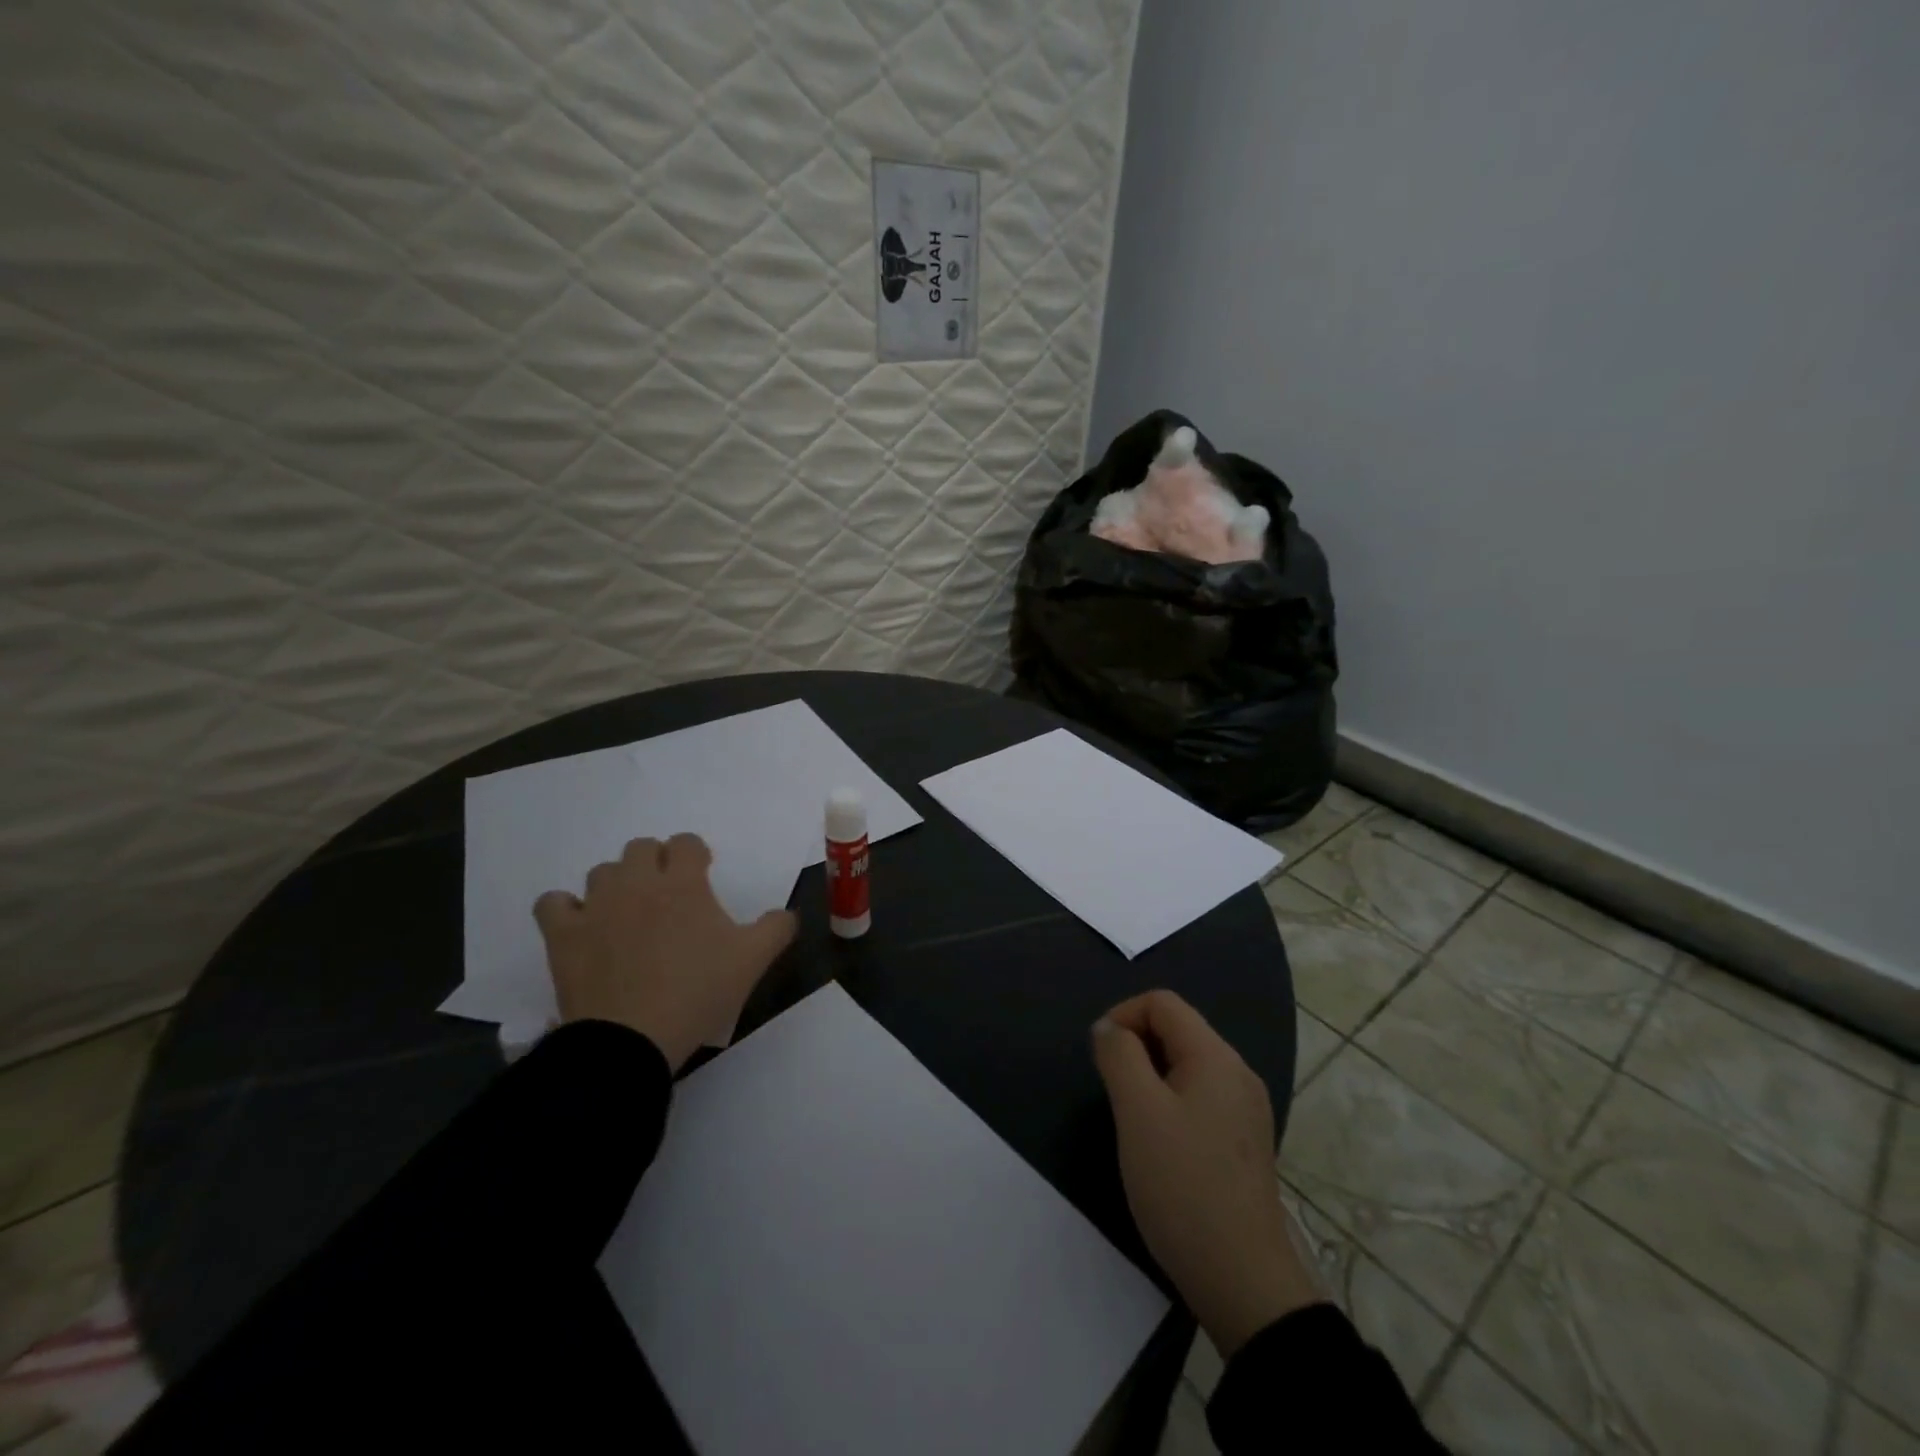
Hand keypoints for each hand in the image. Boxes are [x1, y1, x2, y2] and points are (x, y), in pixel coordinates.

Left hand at [534, 834, 796, 1070]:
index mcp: (684, 883)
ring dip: (617, 883)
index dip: (695, 854)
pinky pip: (554, 903)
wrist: (632, 1039)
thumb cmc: (698, 992)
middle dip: (656, 862)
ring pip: (602, 871)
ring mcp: (596, 906)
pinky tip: (582, 926)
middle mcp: (638, 882)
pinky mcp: (563, 935)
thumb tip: (788, 913)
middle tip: (668, 894)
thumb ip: (778, 927)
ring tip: (628, 912)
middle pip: (641, 847)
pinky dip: (566, 909)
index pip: (686, 843)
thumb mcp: (753, 960)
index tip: (702, 875)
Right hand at [1092, 990, 1321, 1356]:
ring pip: (1186, 1066)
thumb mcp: (1137, 1112)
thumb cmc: (1183, 1186)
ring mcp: (1245, 1110)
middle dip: (1136, 1046)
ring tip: (1131, 1118)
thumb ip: (1119, 1056)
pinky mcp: (1242, 1142)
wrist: (1242, 1281)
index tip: (1100, 1056)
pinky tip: (1158, 1144)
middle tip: (1112, 1091)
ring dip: (1150, 1076)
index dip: (1123, 1015)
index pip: (1163, 1003)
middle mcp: (1237, 1073)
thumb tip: (1108, 1028)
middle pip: (1177, 1030)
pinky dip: (1170, 1102)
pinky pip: (1199, 1097)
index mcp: (1217, 1057)